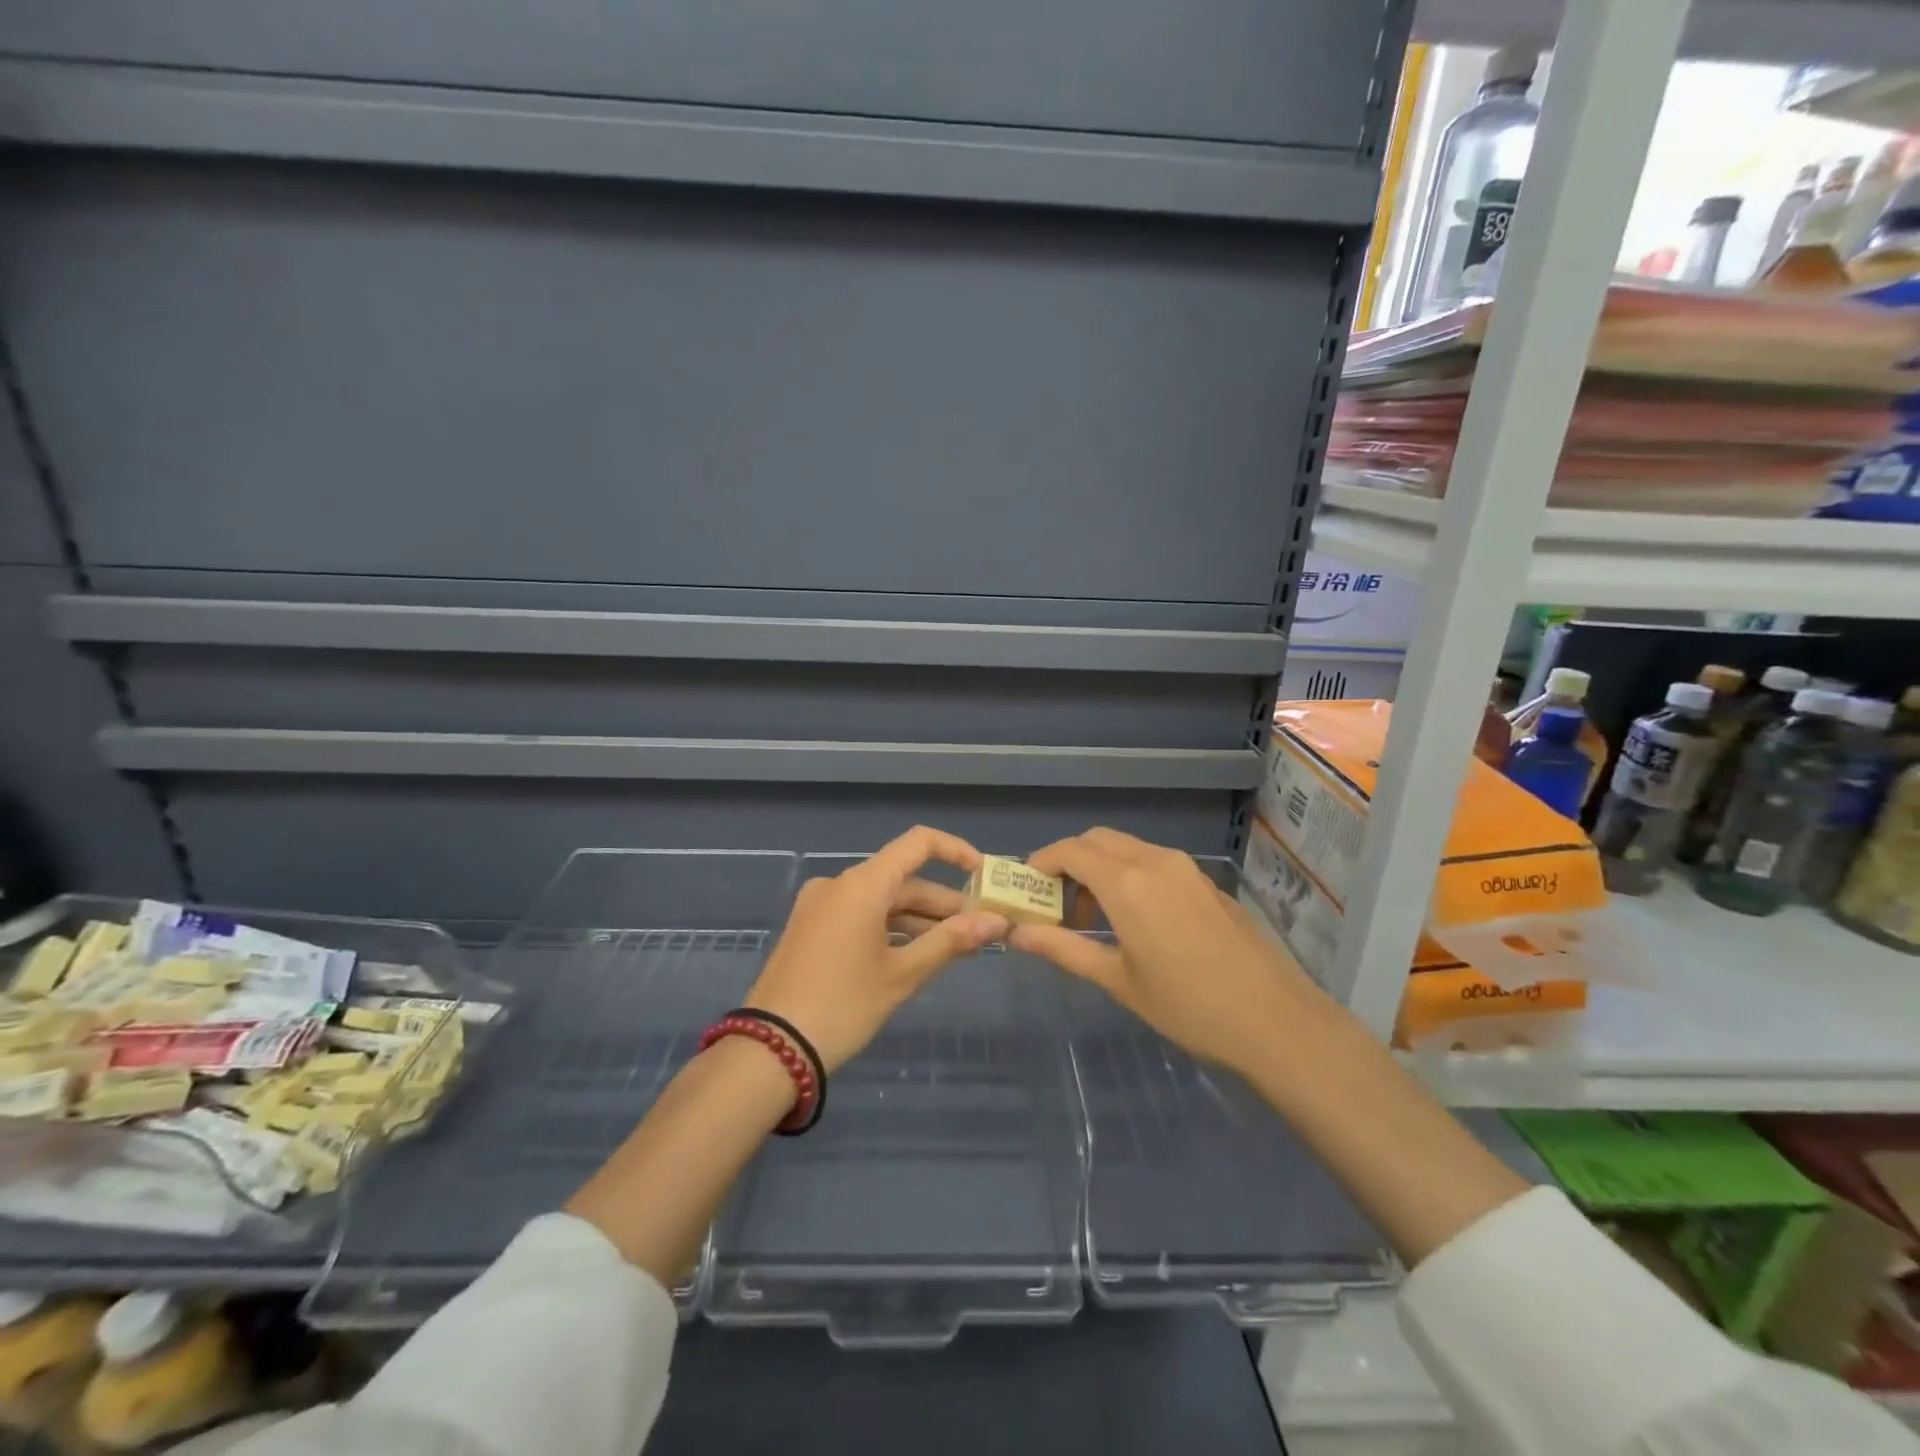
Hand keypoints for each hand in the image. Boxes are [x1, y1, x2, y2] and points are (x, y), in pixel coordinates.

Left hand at [744, 826, 1010, 1072]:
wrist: (770, 1050)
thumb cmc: (843, 1005)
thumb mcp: (902, 975)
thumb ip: (951, 941)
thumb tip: (996, 921)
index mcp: (862, 884)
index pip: (918, 844)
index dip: (955, 851)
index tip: (983, 875)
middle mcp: (839, 884)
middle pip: (901, 878)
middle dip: (942, 902)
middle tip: (979, 929)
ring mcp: (819, 905)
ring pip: (881, 900)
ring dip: (917, 919)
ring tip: (954, 947)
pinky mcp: (809, 928)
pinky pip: (859, 914)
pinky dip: (889, 927)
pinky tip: (913, 954)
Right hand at [1010, 828, 1318, 1075]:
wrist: (1275, 1020)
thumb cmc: (1188, 1006)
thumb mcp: (1118, 981)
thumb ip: (1064, 949)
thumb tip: (1017, 934)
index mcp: (1127, 883)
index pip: (1069, 851)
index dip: (1041, 863)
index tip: (1026, 890)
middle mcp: (1154, 861)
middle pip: (1097, 840)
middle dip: (1069, 862)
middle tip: (1057, 904)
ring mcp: (1185, 868)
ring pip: (1127, 848)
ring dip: (1100, 868)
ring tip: (1094, 917)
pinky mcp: (1205, 881)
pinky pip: (1154, 861)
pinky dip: (1129, 874)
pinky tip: (1136, 919)